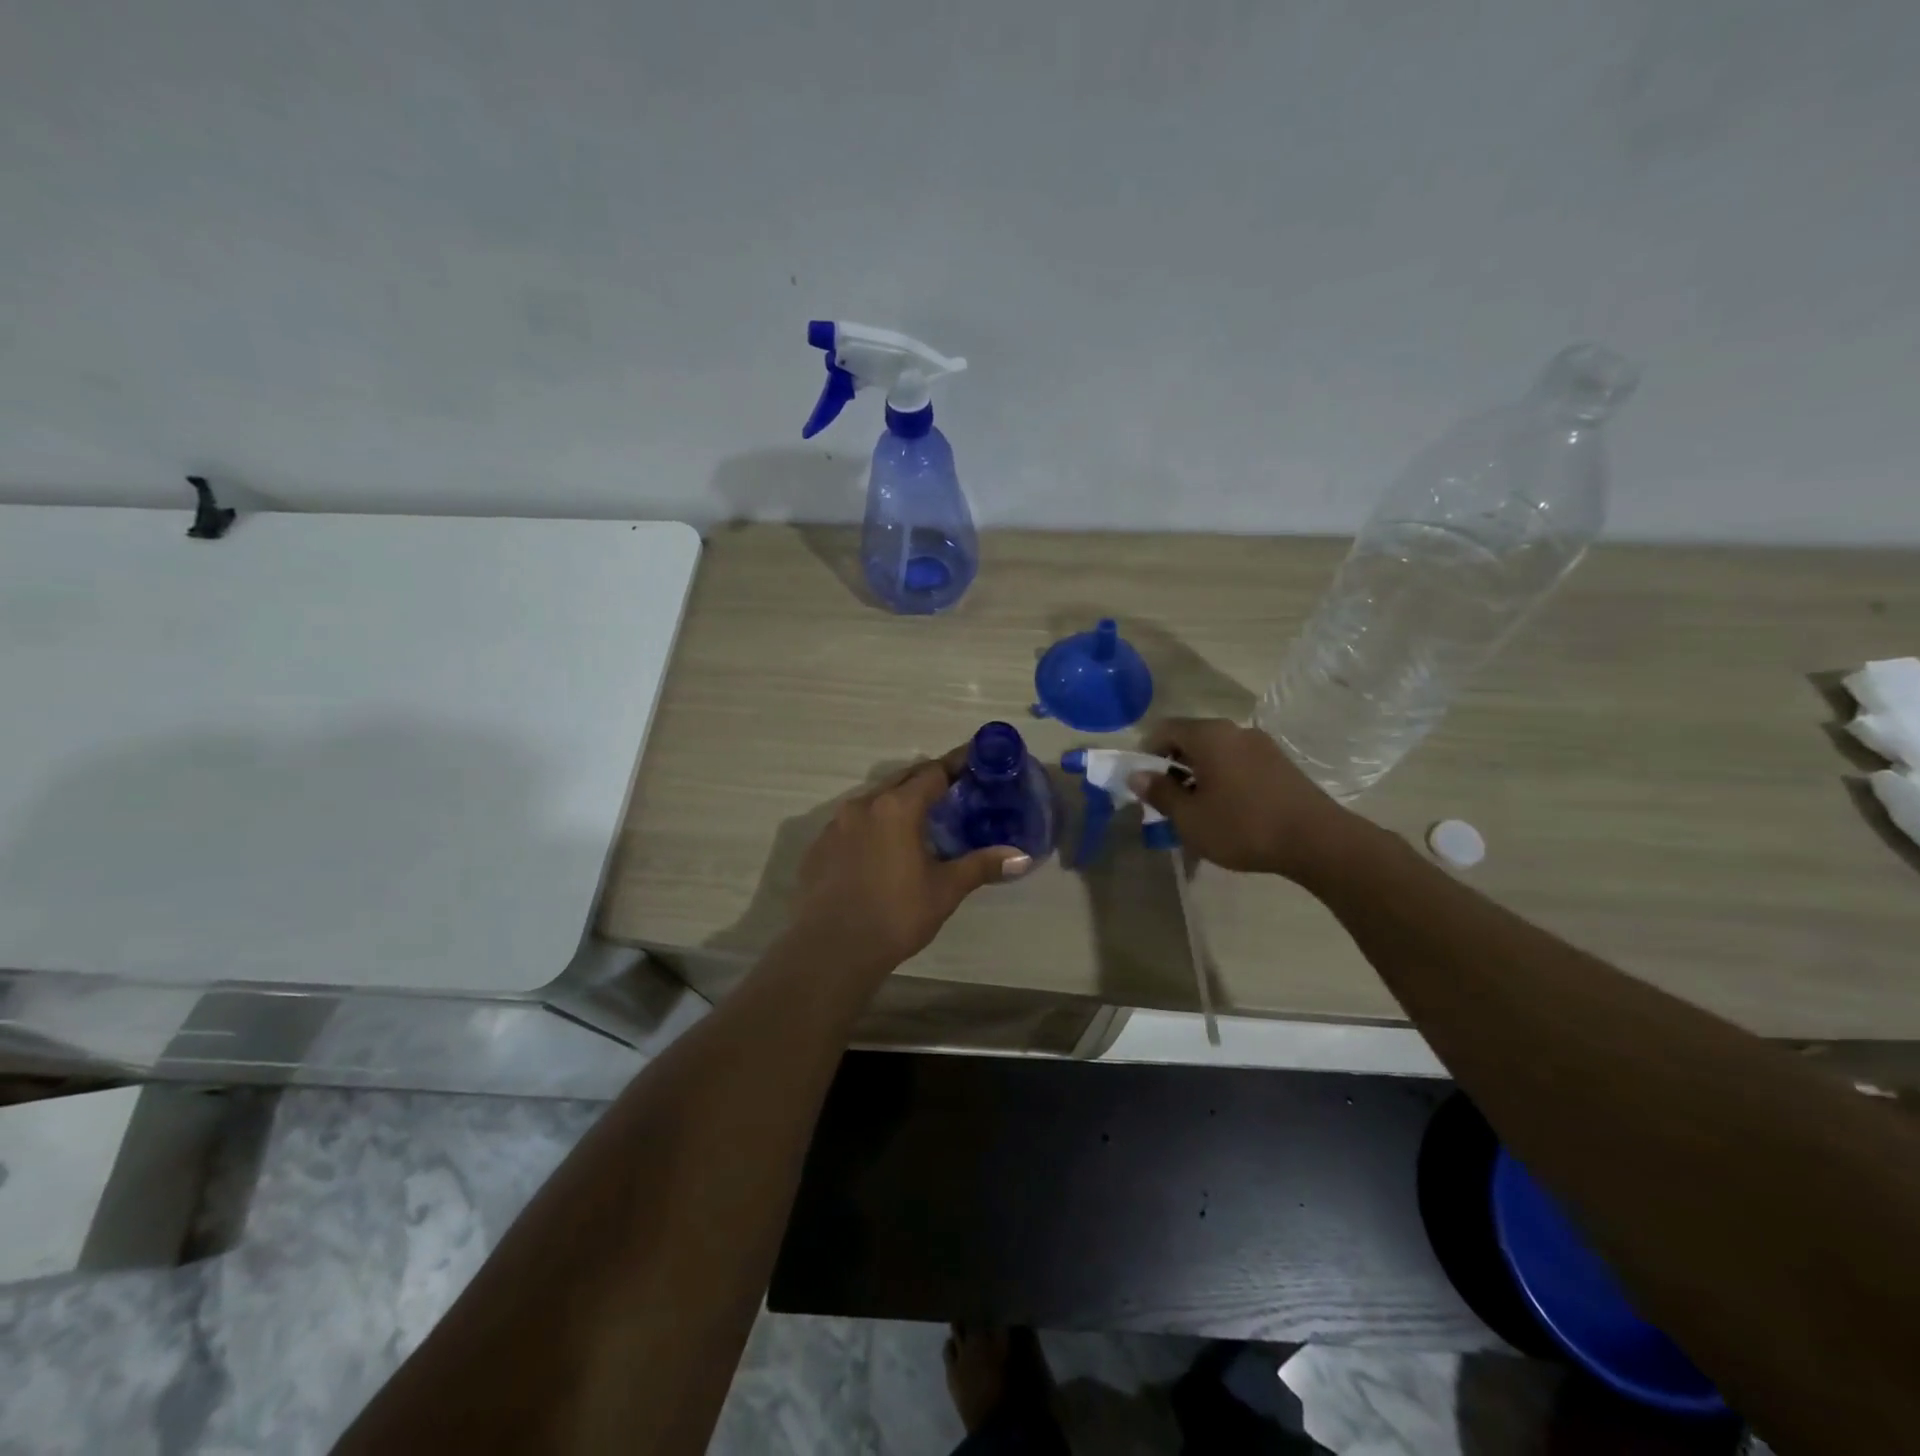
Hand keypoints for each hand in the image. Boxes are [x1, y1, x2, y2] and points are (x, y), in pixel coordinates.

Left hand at [789, 752, 1030, 973]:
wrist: (831, 950)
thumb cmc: (896, 915)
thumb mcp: (945, 890)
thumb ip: (981, 865)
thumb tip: (1021, 857)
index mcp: (897, 807)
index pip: (933, 772)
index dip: (956, 765)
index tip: (976, 761)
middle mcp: (864, 805)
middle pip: (902, 780)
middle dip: (928, 780)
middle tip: (954, 790)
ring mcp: (835, 825)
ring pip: (874, 800)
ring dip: (898, 802)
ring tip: (920, 819)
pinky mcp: (819, 847)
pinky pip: (852, 824)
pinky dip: (873, 825)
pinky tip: (882, 849)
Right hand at [1132, 718, 1361, 883]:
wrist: (1317, 840)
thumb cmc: (1242, 826)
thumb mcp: (1190, 817)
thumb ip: (1160, 793)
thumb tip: (1137, 776)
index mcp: (1209, 736)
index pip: (1165, 729)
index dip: (1146, 752)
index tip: (1142, 781)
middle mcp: (1235, 730)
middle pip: (1191, 738)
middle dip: (1173, 765)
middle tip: (1166, 798)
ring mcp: (1261, 745)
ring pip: (1216, 751)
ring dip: (1199, 773)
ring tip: (1197, 808)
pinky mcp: (1280, 763)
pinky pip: (1238, 762)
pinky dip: (1224, 777)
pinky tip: (1228, 809)